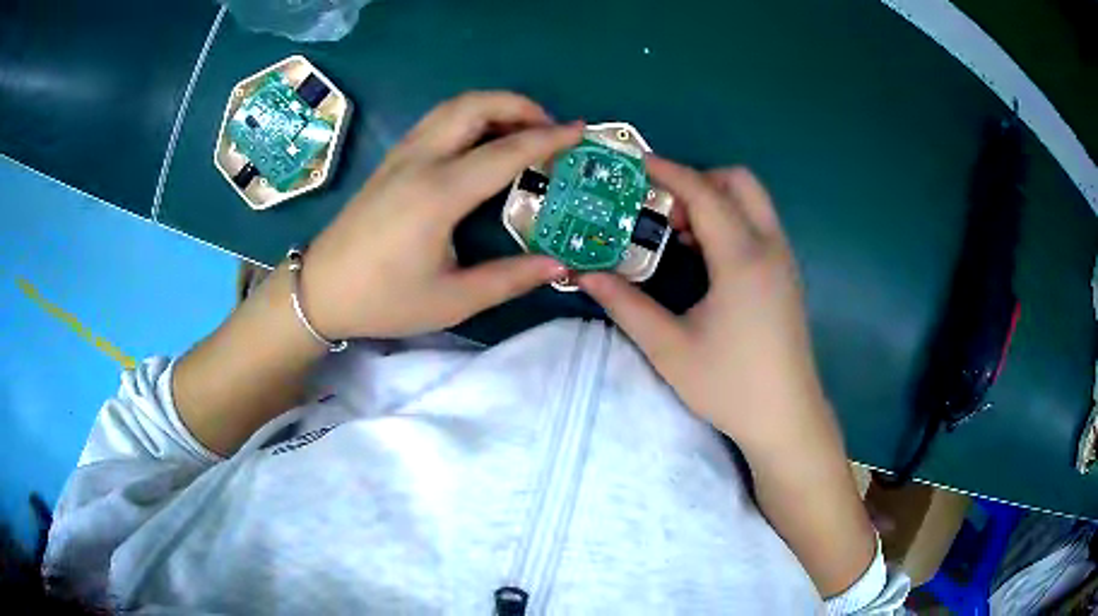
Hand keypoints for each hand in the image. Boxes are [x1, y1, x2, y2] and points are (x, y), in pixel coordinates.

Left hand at [302, 92, 581, 338]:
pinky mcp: (391, 160)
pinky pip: (437, 120)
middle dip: (519, 105)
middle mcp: (420, 161)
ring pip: (453, 107)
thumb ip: (509, 279)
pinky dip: (469, 116)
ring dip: (493, 106)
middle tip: (550, 128)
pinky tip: (481, 142)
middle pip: (475, 106)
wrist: (320, 291)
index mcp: (438, 194)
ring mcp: (401, 155)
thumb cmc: (383, 300)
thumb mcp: (452, 300)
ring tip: (522, 129)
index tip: (581, 132)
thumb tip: (559, 265)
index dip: (548, 139)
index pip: (505, 151)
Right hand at [580, 158, 828, 453]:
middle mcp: (769, 247)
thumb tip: (584, 273)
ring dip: (715, 200)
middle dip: (697, 179)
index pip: (703, 192)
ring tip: (678, 233)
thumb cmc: (729, 386)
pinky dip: (730, 220)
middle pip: (738, 181)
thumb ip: (624, 304)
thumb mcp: (668, 348)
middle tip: (662, 207)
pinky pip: (758, 224)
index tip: (632, 163)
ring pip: (752, 201)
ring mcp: (784, 260)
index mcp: (742, 258)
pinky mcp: (786, 275)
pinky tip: (704, 257)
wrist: (786, 418)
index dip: (666, 171)